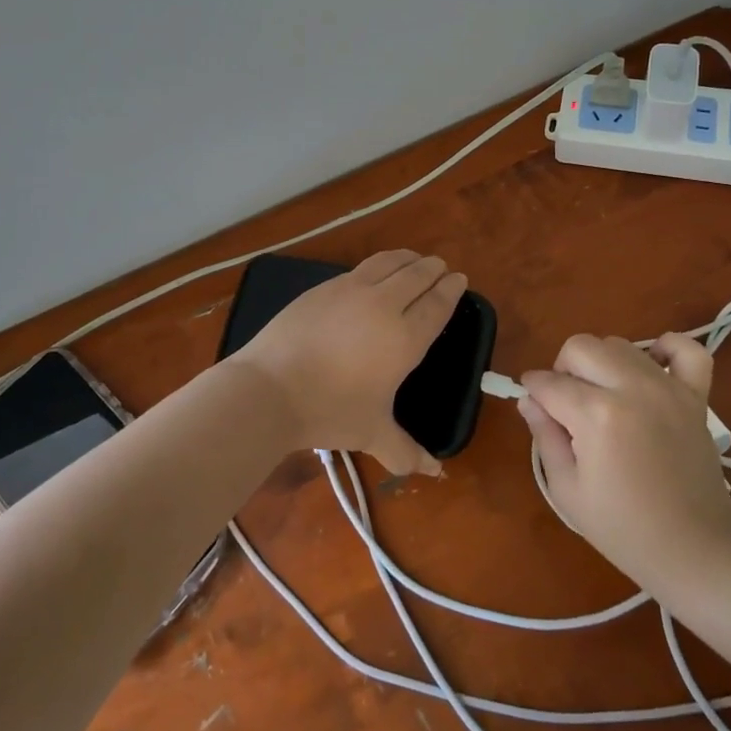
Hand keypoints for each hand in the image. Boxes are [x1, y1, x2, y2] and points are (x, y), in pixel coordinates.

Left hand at [228, 250, 466, 475]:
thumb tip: (435, 472)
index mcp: (405, 338)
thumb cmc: (329, 411)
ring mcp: (351, 290)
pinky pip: (361, 268)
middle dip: (433, 268)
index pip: (436, 304)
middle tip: (441, 267)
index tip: (459, 279)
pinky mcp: (324, 287)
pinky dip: (378, 265)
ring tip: (414, 260)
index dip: (451, 290)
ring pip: (389, 262)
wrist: (271, 388)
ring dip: (407, 259)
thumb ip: (406, 451)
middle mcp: (384, 305)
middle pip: (417, 276)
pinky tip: (375, 273)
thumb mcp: (372, 433)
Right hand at [518, 332, 730, 587]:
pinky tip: (652, 368)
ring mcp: (667, 387)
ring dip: (602, 363)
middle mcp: (631, 388)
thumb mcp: (567, 490)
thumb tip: (529, 400)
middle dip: (563, 369)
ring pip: (620, 345)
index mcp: (596, 415)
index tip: (533, 404)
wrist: (696, 550)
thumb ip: (544, 437)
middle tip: (568, 404)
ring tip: (605, 397)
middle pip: (580, 347)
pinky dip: (667, 348)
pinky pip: (685, 349)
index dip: (533, 391)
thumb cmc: (624, 529)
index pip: (549, 383)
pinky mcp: (696, 395)